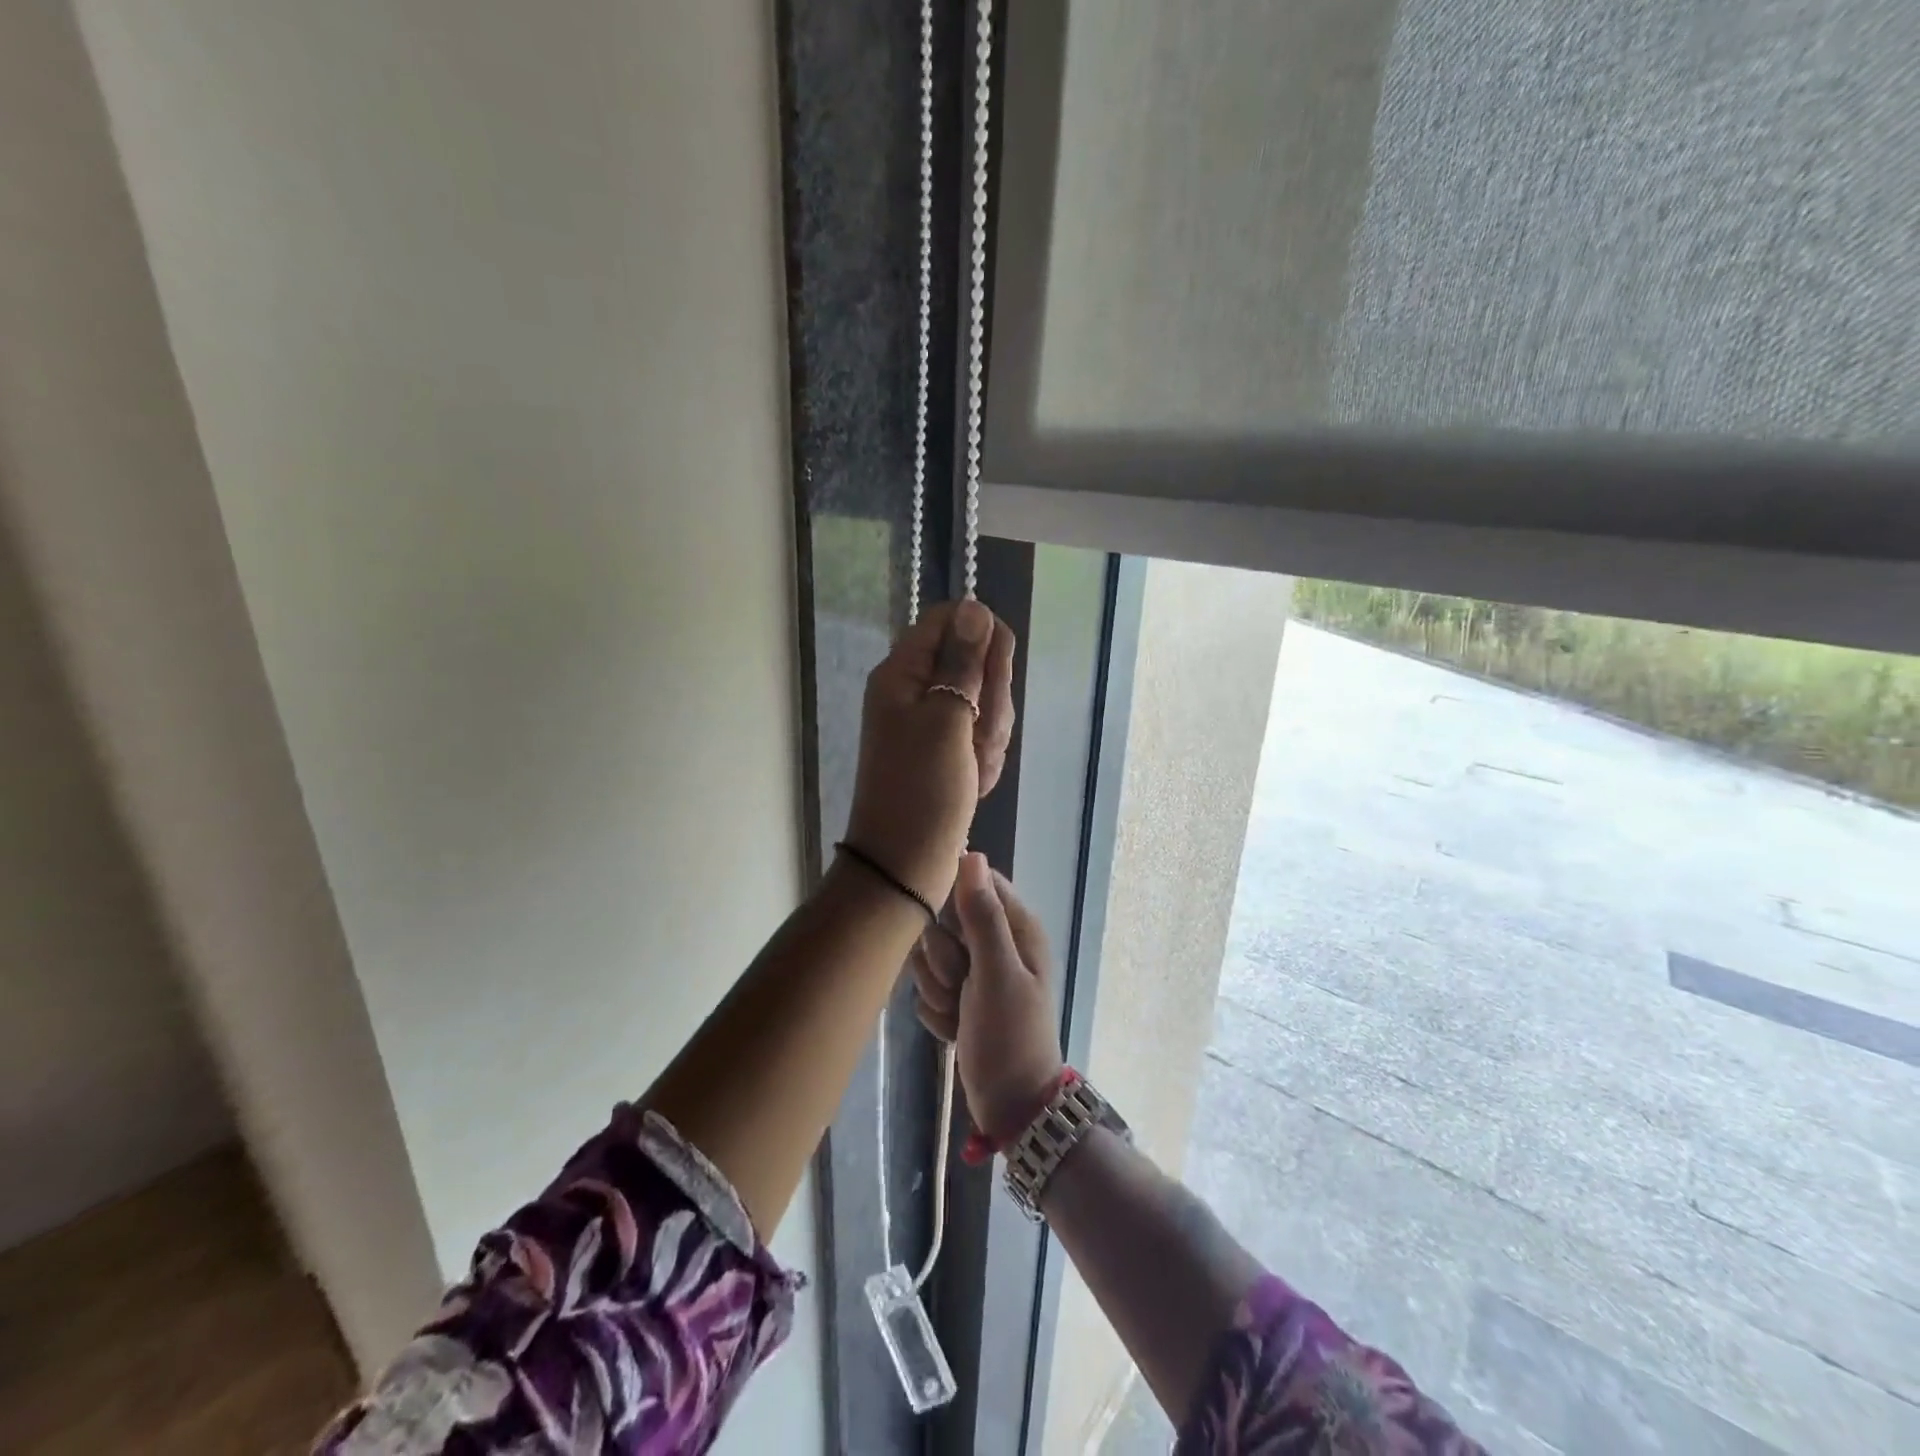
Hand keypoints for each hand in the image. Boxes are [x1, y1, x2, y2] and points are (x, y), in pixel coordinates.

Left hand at [843, 600, 1014, 908]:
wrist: (905, 865)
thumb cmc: (923, 791)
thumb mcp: (947, 720)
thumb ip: (963, 662)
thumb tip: (974, 608)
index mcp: (902, 672)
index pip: (949, 619)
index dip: (982, 638)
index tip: (996, 674)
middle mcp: (914, 689)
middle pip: (973, 661)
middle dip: (992, 699)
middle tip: (981, 736)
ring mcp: (931, 721)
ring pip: (984, 701)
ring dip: (991, 734)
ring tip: (976, 766)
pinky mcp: (946, 749)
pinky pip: (980, 734)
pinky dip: (985, 756)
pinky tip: (977, 781)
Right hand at [911, 853, 1065, 1141]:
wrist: (1011, 1107)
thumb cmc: (1011, 1037)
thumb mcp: (997, 974)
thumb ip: (982, 916)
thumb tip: (971, 855)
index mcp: (1016, 927)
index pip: (973, 881)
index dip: (952, 903)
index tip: (948, 931)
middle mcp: (995, 942)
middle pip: (942, 921)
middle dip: (942, 959)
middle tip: (962, 985)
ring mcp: (975, 971)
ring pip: (928, 956)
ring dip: (937, 989)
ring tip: (960, 1011)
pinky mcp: (958, 996)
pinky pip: (926, 988)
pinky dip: (937, 1011)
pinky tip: (956, 1028)